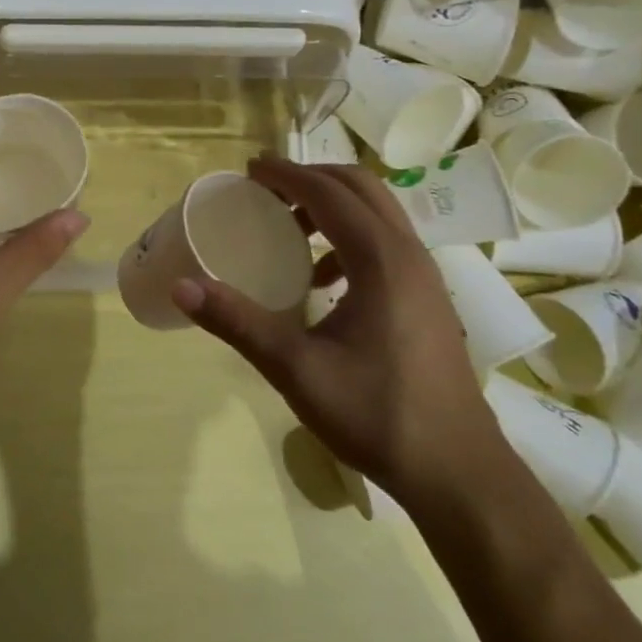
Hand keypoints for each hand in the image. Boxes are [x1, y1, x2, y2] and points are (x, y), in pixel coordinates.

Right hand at [175, 155, 508, 503]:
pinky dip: (348, 235)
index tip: (248, 169)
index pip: (328, 192)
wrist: (458, 472)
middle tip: (265, 189)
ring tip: (287, 226)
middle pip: (359, 186)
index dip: (285, 174)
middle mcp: (408, 253)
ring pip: (377, 211)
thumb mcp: (296, 369)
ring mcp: (424, 275)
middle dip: (309, 177)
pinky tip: (321, 278)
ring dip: (331, 204)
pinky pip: (385, 240)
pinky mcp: (427, 296)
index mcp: (381, 260)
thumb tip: (183, 287)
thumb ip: (238, 323)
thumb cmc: (377, 415)